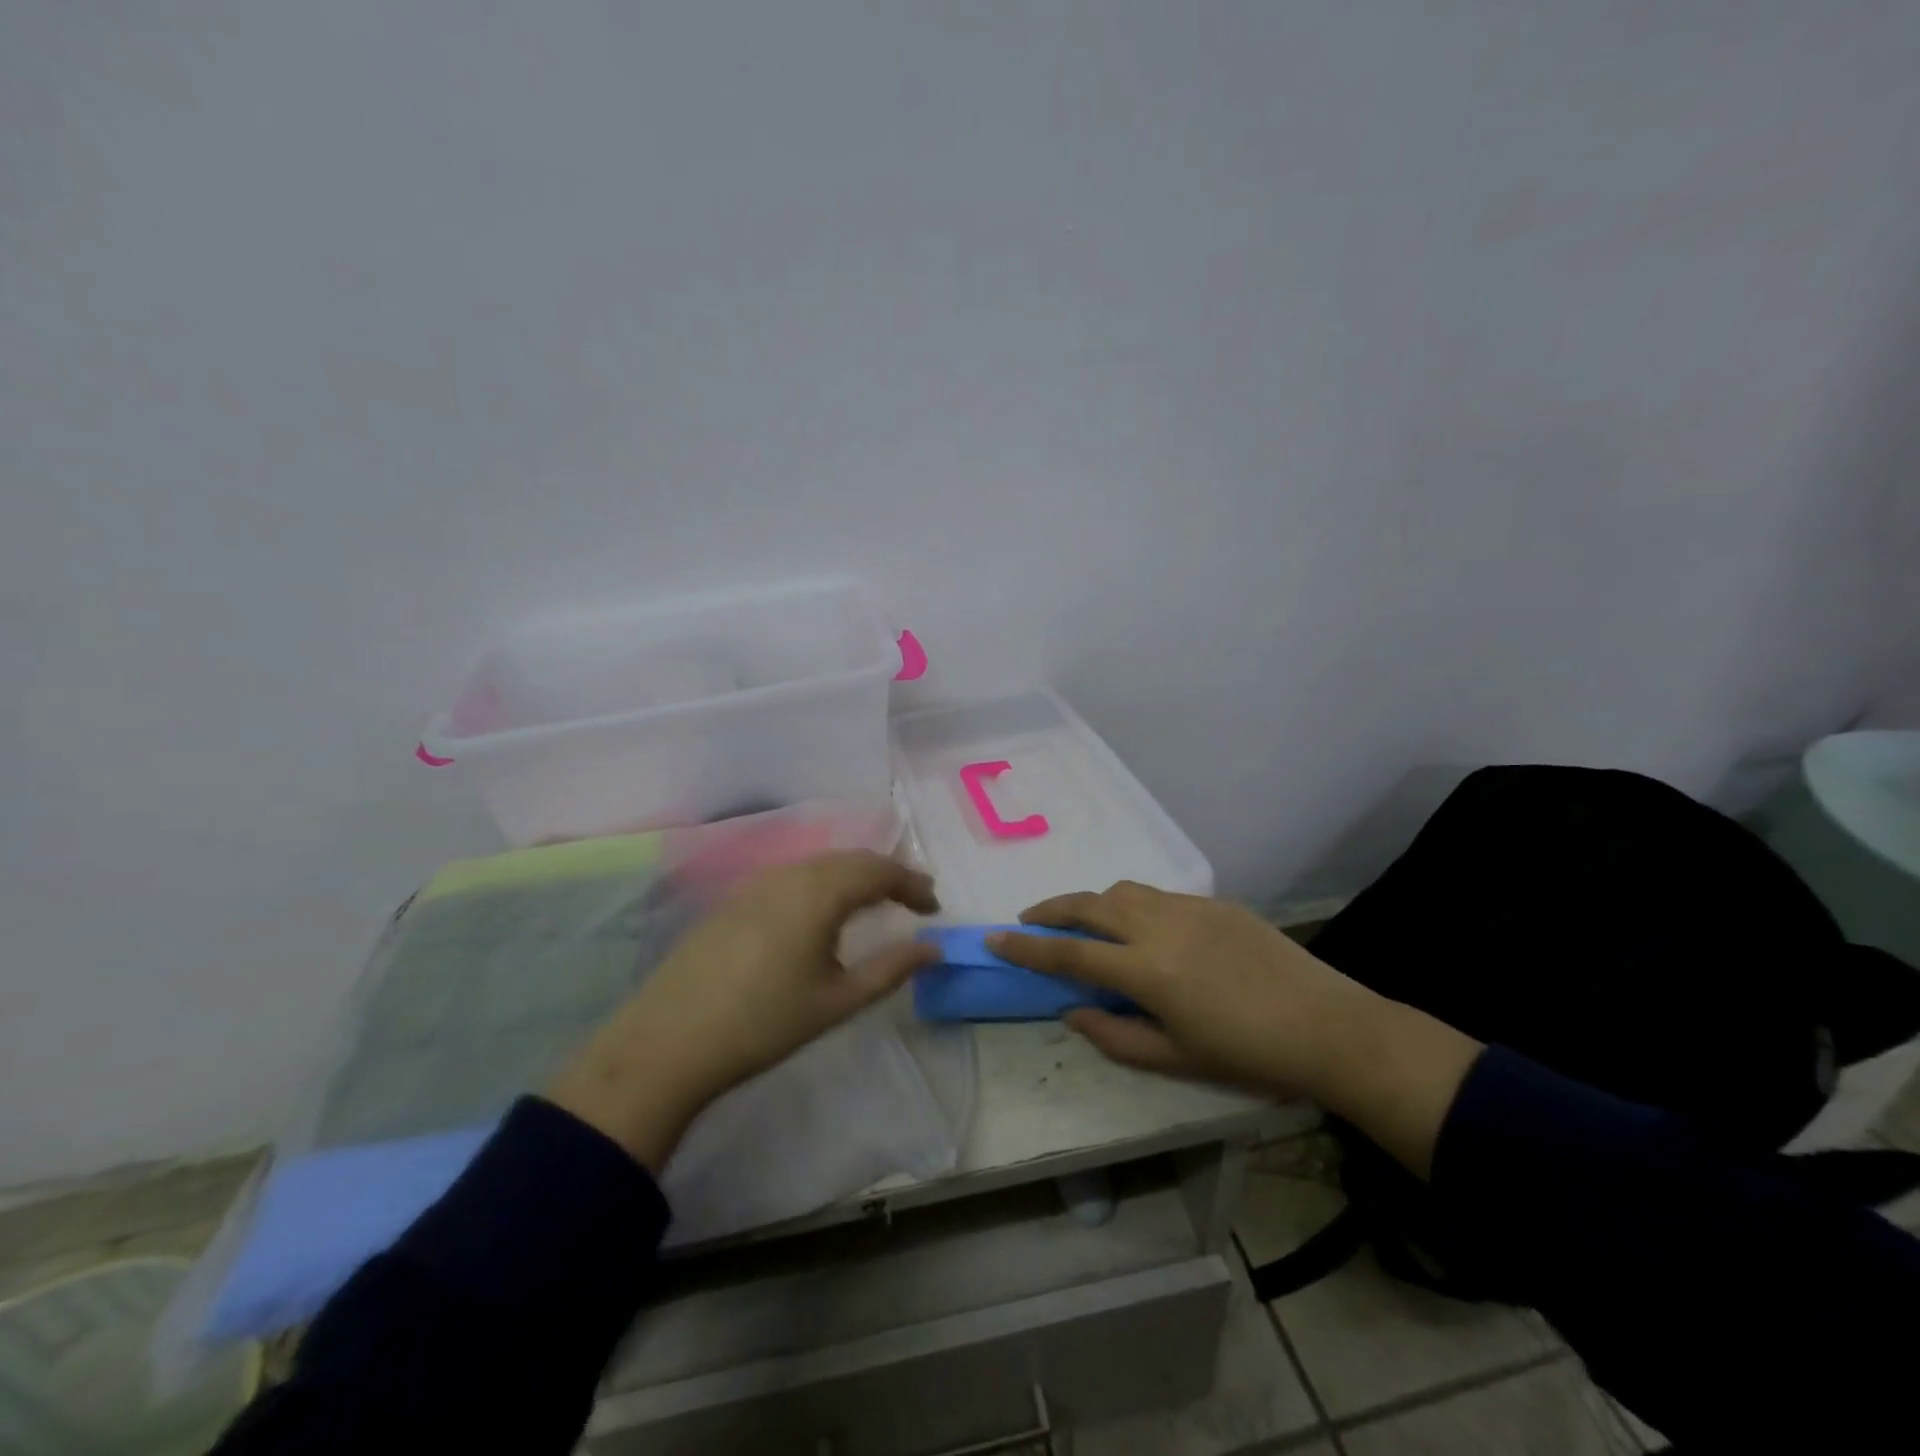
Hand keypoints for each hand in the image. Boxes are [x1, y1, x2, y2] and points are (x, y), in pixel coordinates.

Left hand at [548, 851, 939, 1170]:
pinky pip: (794, 875)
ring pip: (820, 864)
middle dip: (887, 874)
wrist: (670, 1040)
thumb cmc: (764, 1022)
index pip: (880, 870)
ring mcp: (758, 882)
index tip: (934, 908)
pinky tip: (822, 912)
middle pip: (851, 859)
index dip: (912, 884)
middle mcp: (791, 873)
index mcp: (820, 892)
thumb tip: (933, 948)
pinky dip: (823, 883)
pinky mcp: (736, 898)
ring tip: (874, 903)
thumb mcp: (837, 1001)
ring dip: (854, 876)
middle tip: (912, 900)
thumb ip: (891, 969)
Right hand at [991, 881, 1482, 1177]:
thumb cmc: (1249, 1056)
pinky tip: (1141, 928)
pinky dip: (1132, 905)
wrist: (1330, 1027)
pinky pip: (1158, 895)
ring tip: (1083, 923)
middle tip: (1029, 920)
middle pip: (1089, 904)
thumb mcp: (1176, 1059)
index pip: (1069, 952)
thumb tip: (1071, 1011)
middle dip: (1051, 909)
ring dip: (1092, 902)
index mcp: (1147, 971)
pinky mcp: (1215, 903)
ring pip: (1122, 891)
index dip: (1026, 947)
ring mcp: (1189, 908)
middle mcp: (1160, 927)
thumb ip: (1114, 1036)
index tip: (994, 938)